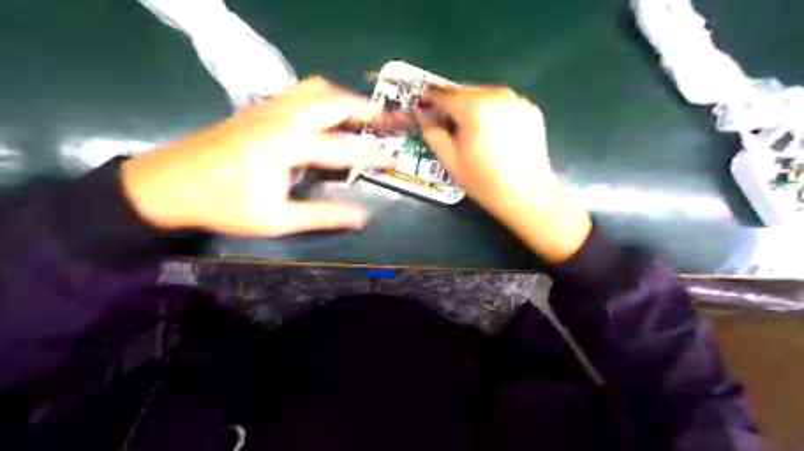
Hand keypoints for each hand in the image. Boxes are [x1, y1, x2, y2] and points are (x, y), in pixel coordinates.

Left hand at [122, 74, 394, 235]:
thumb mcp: (277, 220)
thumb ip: (323, 215)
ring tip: (362, 115)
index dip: (372, 154)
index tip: (394, 157)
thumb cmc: (224, 205)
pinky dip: (322, 98)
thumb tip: (362, 217)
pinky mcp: (257, 108)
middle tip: (388, 120)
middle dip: (366, 110)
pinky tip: (326, 114)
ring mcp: (268, 108)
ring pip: (316, 89)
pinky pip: (299, 92)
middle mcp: (283, 118)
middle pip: (334, 102)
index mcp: (289, 145)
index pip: (343, 148)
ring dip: (344, 99)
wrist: (167, 185)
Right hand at [419, 84, 591, 262]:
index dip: (430, 100)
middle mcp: (496, 95)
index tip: (424, 106)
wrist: (527, 194)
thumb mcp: (450, 160)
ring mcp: (516, 100)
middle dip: (453, 103)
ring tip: (471, 128)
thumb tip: (422, 114)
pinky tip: (493, 132)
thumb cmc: (484, 181)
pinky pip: (502, 102)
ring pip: (484, 94)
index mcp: (473, 108)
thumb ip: (432, 133)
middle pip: (465, 91)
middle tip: (447, 122)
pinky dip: (492, 110)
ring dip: (472, 105)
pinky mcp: (529, 109)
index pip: (444, 95)